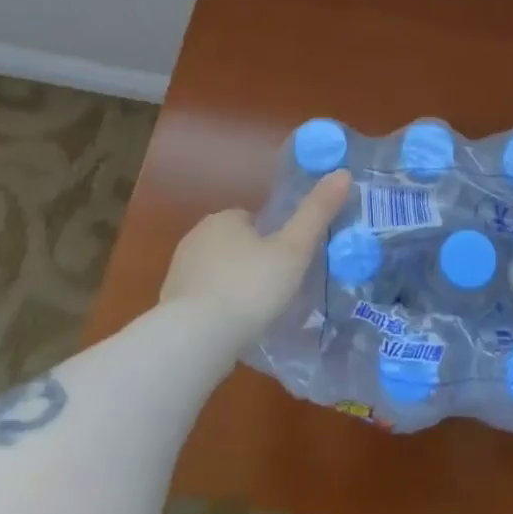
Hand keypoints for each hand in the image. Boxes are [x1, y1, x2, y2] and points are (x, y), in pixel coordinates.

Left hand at [160, 170, 351, 350]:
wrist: (194, 339)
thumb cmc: (250, 287)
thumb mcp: (294, 250)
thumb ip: (317, 213)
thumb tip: (343, 173)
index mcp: (224, 218)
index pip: (252, 219)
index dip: (273, 238)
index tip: (289, 262)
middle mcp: (196, 237)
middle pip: (234, 244)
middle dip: (252, 262)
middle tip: (278, 289)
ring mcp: (179, 272)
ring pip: (216, 272)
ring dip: (233, 287)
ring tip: (258, 314)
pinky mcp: (169, 305)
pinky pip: (201, 300)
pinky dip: (216, 310)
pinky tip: (232, 331)